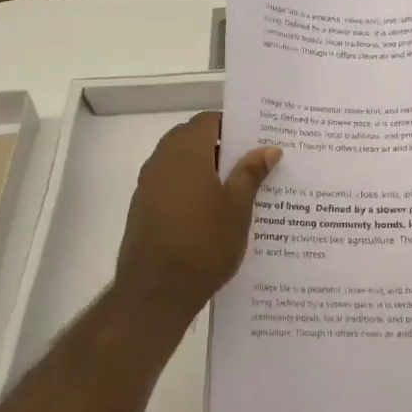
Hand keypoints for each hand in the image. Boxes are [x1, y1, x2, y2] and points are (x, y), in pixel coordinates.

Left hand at [113, 112, 280, 326]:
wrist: (156, 291)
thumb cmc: (204, 243)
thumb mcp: (237, 207)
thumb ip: (250, 173)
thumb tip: (268, 148)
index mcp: (186, 151)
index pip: (208, 120)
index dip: (233, 126)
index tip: (257, 138)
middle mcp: (162, 159)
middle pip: (193, 139)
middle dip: (221, 147)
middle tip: (252, 163)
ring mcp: (148, 184)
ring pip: (180, 162)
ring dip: (205, 168)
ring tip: (237, 189)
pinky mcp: (143, 207)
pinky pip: (170, 184)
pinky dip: (190, 187)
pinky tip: (212, 212)